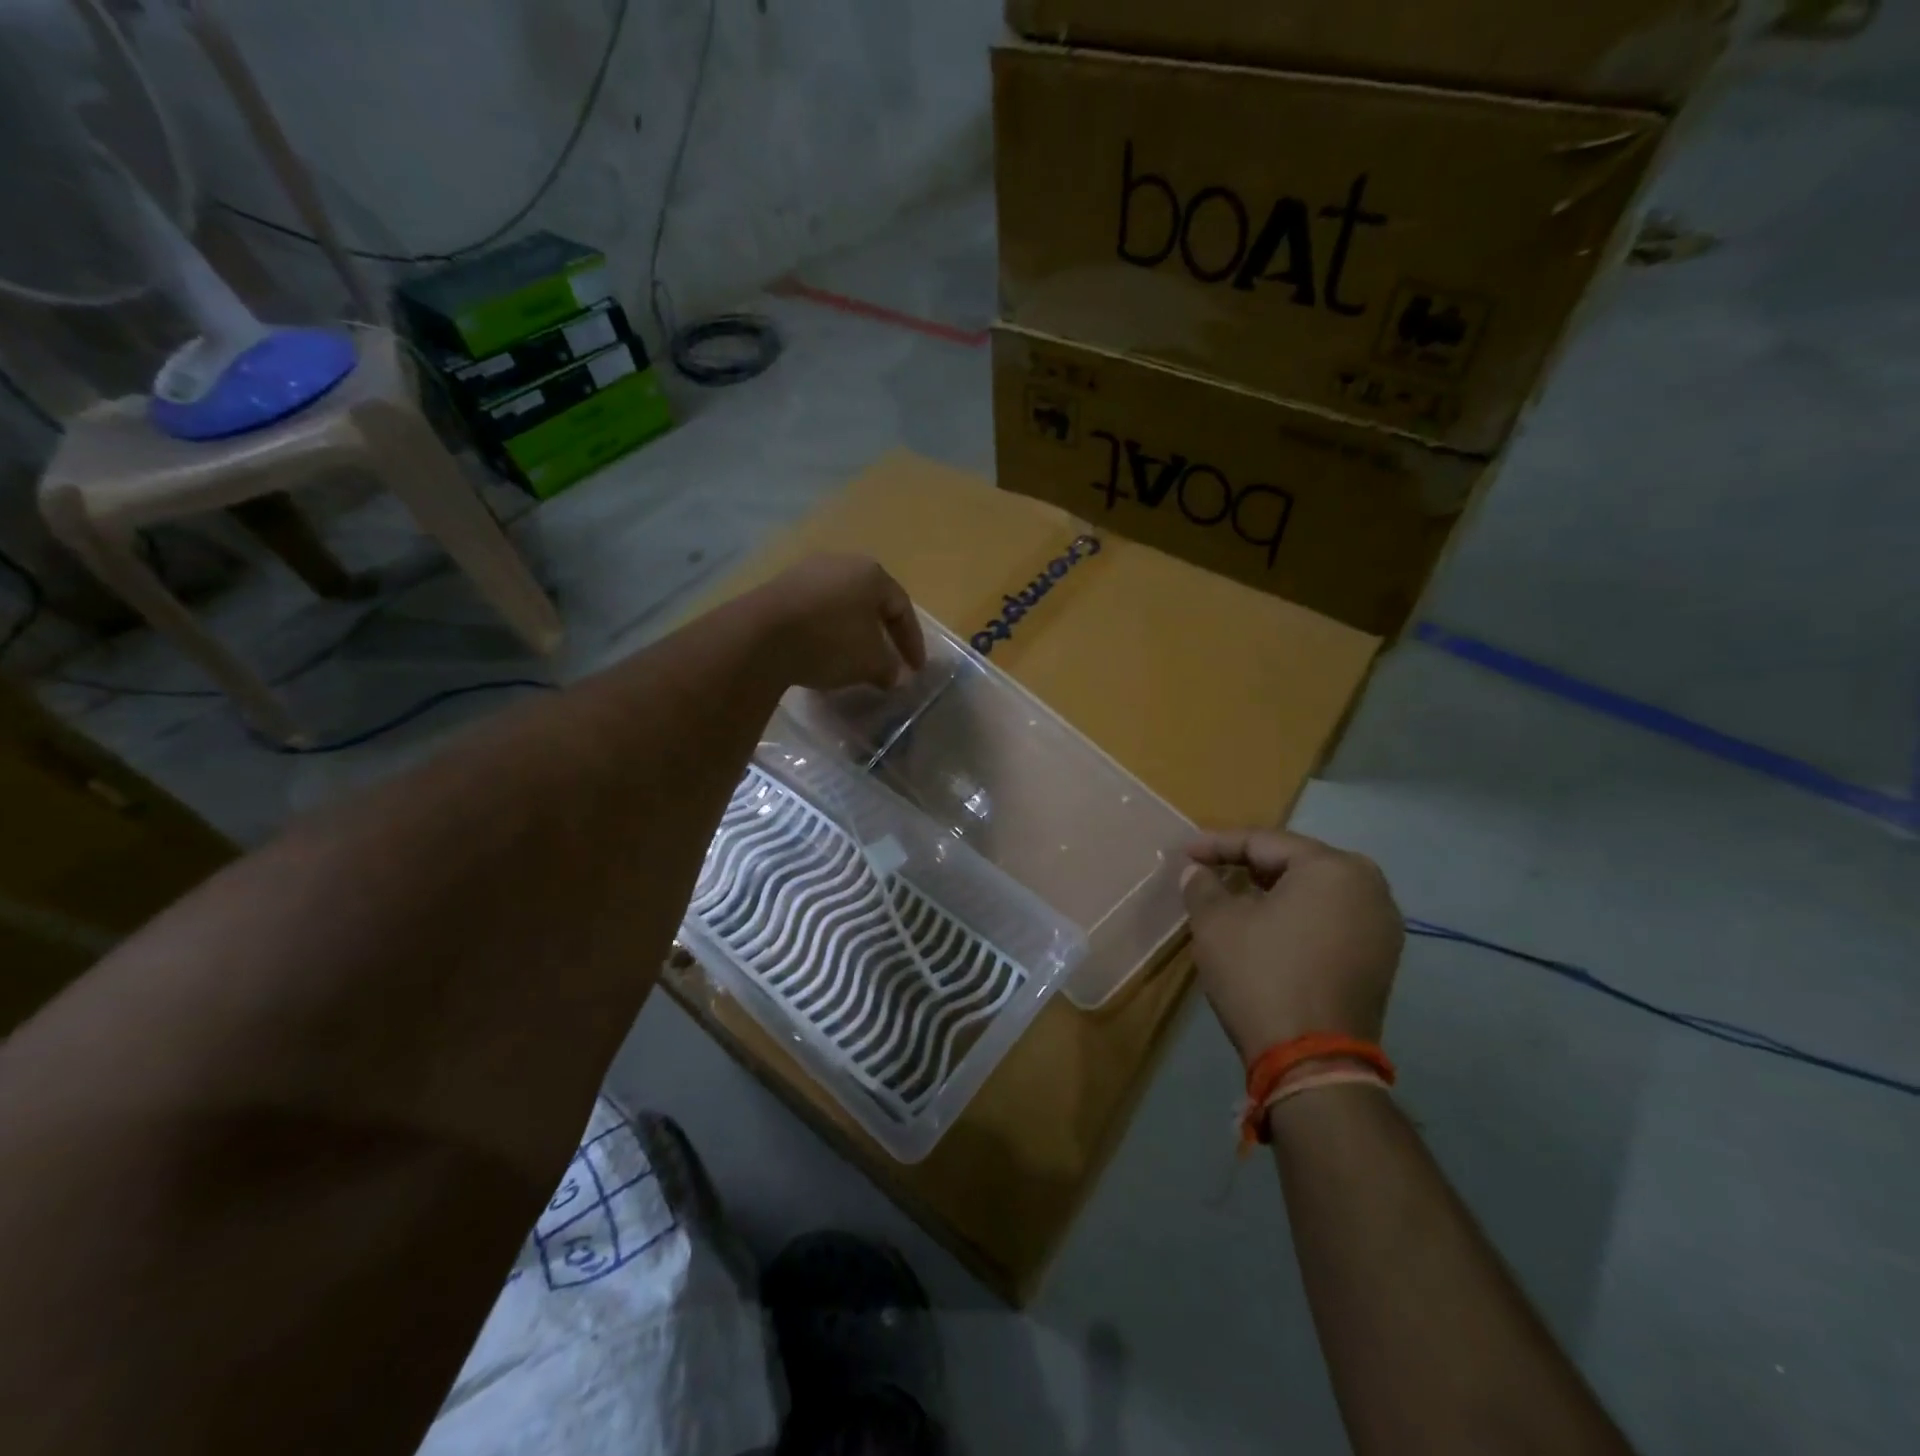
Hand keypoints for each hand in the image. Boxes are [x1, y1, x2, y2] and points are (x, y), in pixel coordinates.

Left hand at [747, 554, 927, 691]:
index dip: (912, 642)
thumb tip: (894, 676)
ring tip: (853, 661)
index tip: (914, 670)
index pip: (902, 608)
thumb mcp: (870, 662)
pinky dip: (824, 633)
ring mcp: (805, 573)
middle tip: (887, 661)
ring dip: (850, 634)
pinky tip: (821, 654)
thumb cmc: (830, 642)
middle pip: (870, 602)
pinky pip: (813, 612)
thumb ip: (889, 668)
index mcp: (871, 573)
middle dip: (881, 634)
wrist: (759, 637)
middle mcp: (839, 564)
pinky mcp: (777, 590)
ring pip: (840, 606)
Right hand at [1181, 830, 1403, 1063]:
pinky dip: (1297, 917)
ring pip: (1315, 893)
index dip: (1217, 844)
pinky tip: (1266, 927)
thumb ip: (1203, 885)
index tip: (1184, 853)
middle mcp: (1369, 887)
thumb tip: (1197, 871)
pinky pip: (1331, 920)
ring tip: (1233, 897)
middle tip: (1209, 870)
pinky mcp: (1381, 960)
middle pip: (1295, 863)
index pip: (1264, 842)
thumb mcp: (1216, 923)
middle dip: (1248, 865)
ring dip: (1273, 892)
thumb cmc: (1261, 974)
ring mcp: (1382, 926)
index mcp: (1333, 867)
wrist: (1312, 1061)